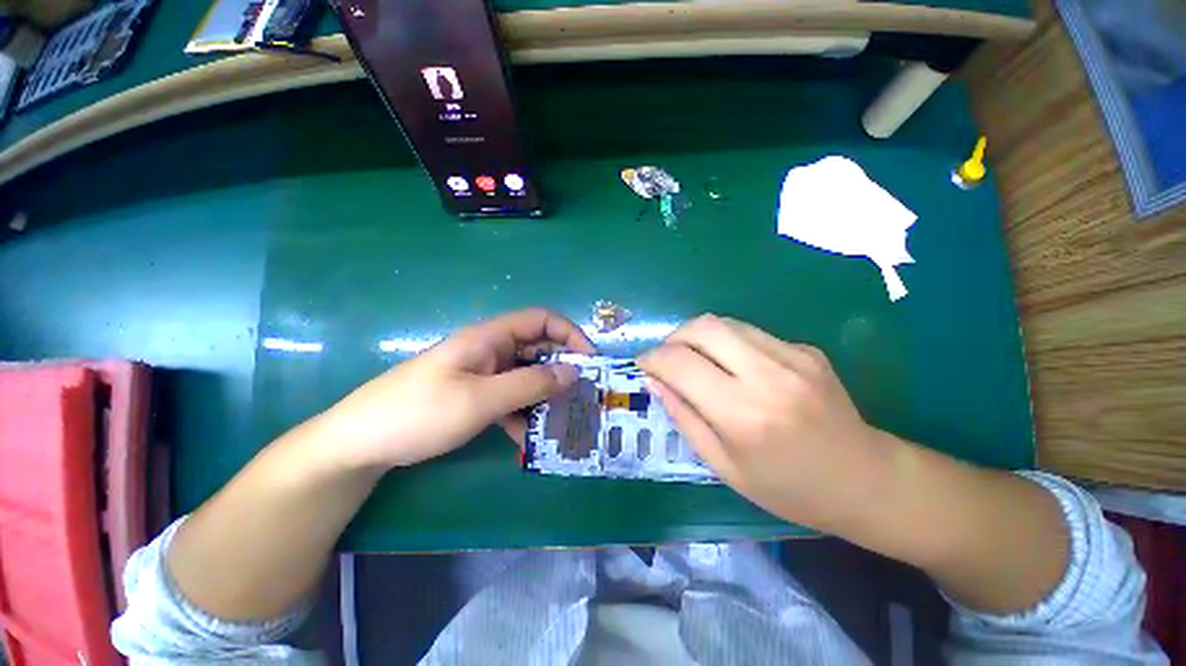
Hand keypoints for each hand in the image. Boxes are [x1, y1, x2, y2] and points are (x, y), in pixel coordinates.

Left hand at [317, 308, 594, 469]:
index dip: (569, 334)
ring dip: (544, 395)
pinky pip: (509, 397)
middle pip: (537, 348)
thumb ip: (530, 384)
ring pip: (526, 376)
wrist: (359, 444)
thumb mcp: (481, 399)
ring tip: (561, 422)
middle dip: (562, 369)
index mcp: (490, 337)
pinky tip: (528, 438)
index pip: (541, 320)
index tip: (589, 361)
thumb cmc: (419, 413)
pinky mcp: (475, 394)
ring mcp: (482, 373)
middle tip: (582, 397)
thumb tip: (573, 373)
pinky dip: (522, 413)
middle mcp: (490, 350)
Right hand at [638, 314, 899, 532]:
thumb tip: (654, 382)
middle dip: (673, 337)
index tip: (642, 364)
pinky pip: (750, 333)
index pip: (680, 364)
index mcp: (743, 415)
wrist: (866, 480)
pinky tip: (733, 366)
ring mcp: (792, 356)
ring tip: (693, 358)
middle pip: (702, 327)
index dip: (652, 358)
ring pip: (725, 322)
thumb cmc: (788, 488)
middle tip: (666, 357)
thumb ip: (684, 418)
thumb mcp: (724, 466)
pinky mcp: (806, 349)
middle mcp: (767, 376)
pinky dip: (727, 343)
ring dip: (697, 335)